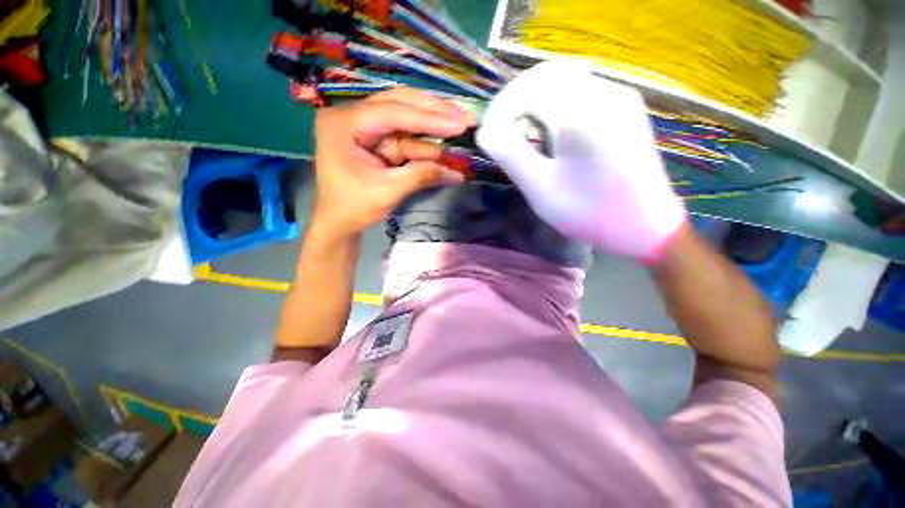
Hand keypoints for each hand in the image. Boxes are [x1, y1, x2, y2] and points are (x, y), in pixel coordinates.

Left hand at [313, 88, 475, 236]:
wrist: (338, 222)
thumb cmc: (353, 208)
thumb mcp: (388, 192)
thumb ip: (421, 176)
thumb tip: (458, 174)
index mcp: (344, 123)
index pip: (393, 113)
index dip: (430, 119)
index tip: (461, 124)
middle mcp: (353, 116)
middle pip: (400, 104)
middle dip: (435, 112)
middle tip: (466, 116)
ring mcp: (366, 127)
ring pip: (406, 118)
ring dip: (435, 125)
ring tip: (464, 124)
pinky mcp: (378, 140)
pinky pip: (406, 137)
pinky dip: (427, 143)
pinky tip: (447, 143)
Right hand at [477, 62, 685, 261]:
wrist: (644, 226)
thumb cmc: (588, 212)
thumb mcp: (541, 188)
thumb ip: (510, 155)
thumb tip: (485, 133)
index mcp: (581, 114)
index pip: (528, 90)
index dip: (501, 108)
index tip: (489, 134)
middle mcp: (604, 93)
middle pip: (547, 75)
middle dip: (516, 100)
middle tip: (503, 130)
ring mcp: (619, 96)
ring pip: (565, 79)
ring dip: (536, 100)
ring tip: (523, 132)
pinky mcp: (625, 107)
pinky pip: (582, 90)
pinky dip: (556, 103)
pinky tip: (551, 130)